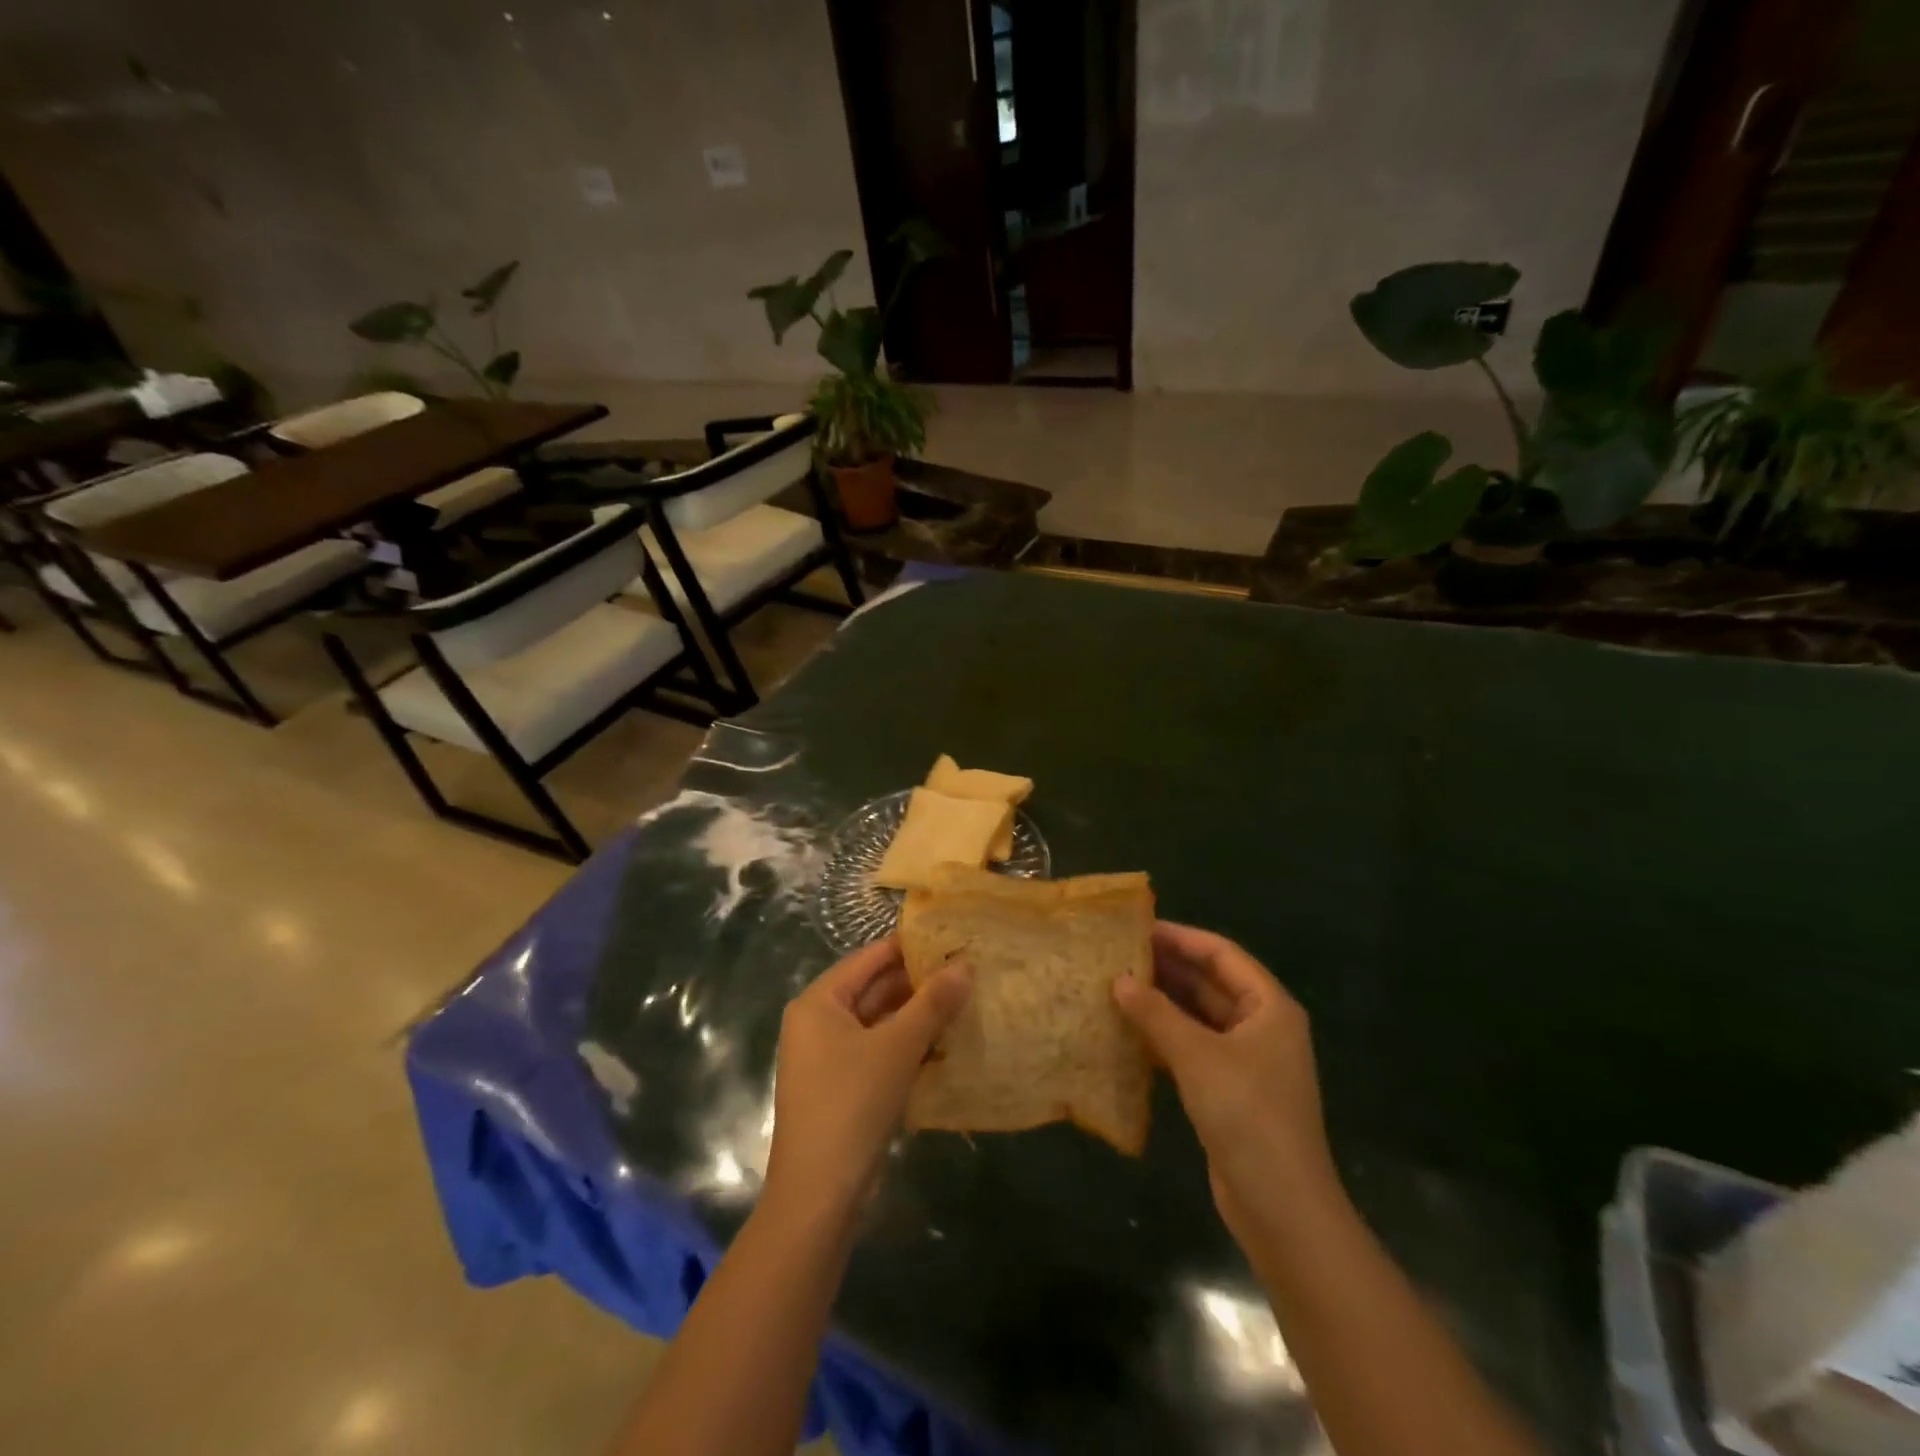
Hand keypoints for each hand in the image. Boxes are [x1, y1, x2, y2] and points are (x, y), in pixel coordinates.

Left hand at [762, 937, 970, 1226]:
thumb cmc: (852, 1104)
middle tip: (966, 971)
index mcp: (819, 1002)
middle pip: (873, 989)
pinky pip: (877, 1051)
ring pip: (878, 1022)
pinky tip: (944, 1043)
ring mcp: (827, 1057)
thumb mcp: (898, 1047)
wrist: (819, 1195)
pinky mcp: (841, 1087)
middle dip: (918, 983)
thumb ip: (933, 1003)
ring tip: (964, 1001)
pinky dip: (907, 1045)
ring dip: (916, 1015)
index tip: (951, 939)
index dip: (910, 947)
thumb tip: (965, 965)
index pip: (869, 958)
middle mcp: (817, 1023)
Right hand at [1113, 922, 1333, 1240]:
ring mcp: (1246, 1060)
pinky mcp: (1229, 1089)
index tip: (1138, 927)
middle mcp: (1261, 1026)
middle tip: (1118, 954)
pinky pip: (1193, 1047)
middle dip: (1167, 968)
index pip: (1221, 954)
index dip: (1181, 937)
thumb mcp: (1198, 1056)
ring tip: (1115, 985)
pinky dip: (1164, 1036)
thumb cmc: (1248, 1115)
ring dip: (1162, 1002)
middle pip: (1210, 982)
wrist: (1282, 1208)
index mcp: (1269, 1007)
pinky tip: (1129, 1031)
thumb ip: (1157, 1014)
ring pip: (1198, 1016)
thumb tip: (1119, 979)